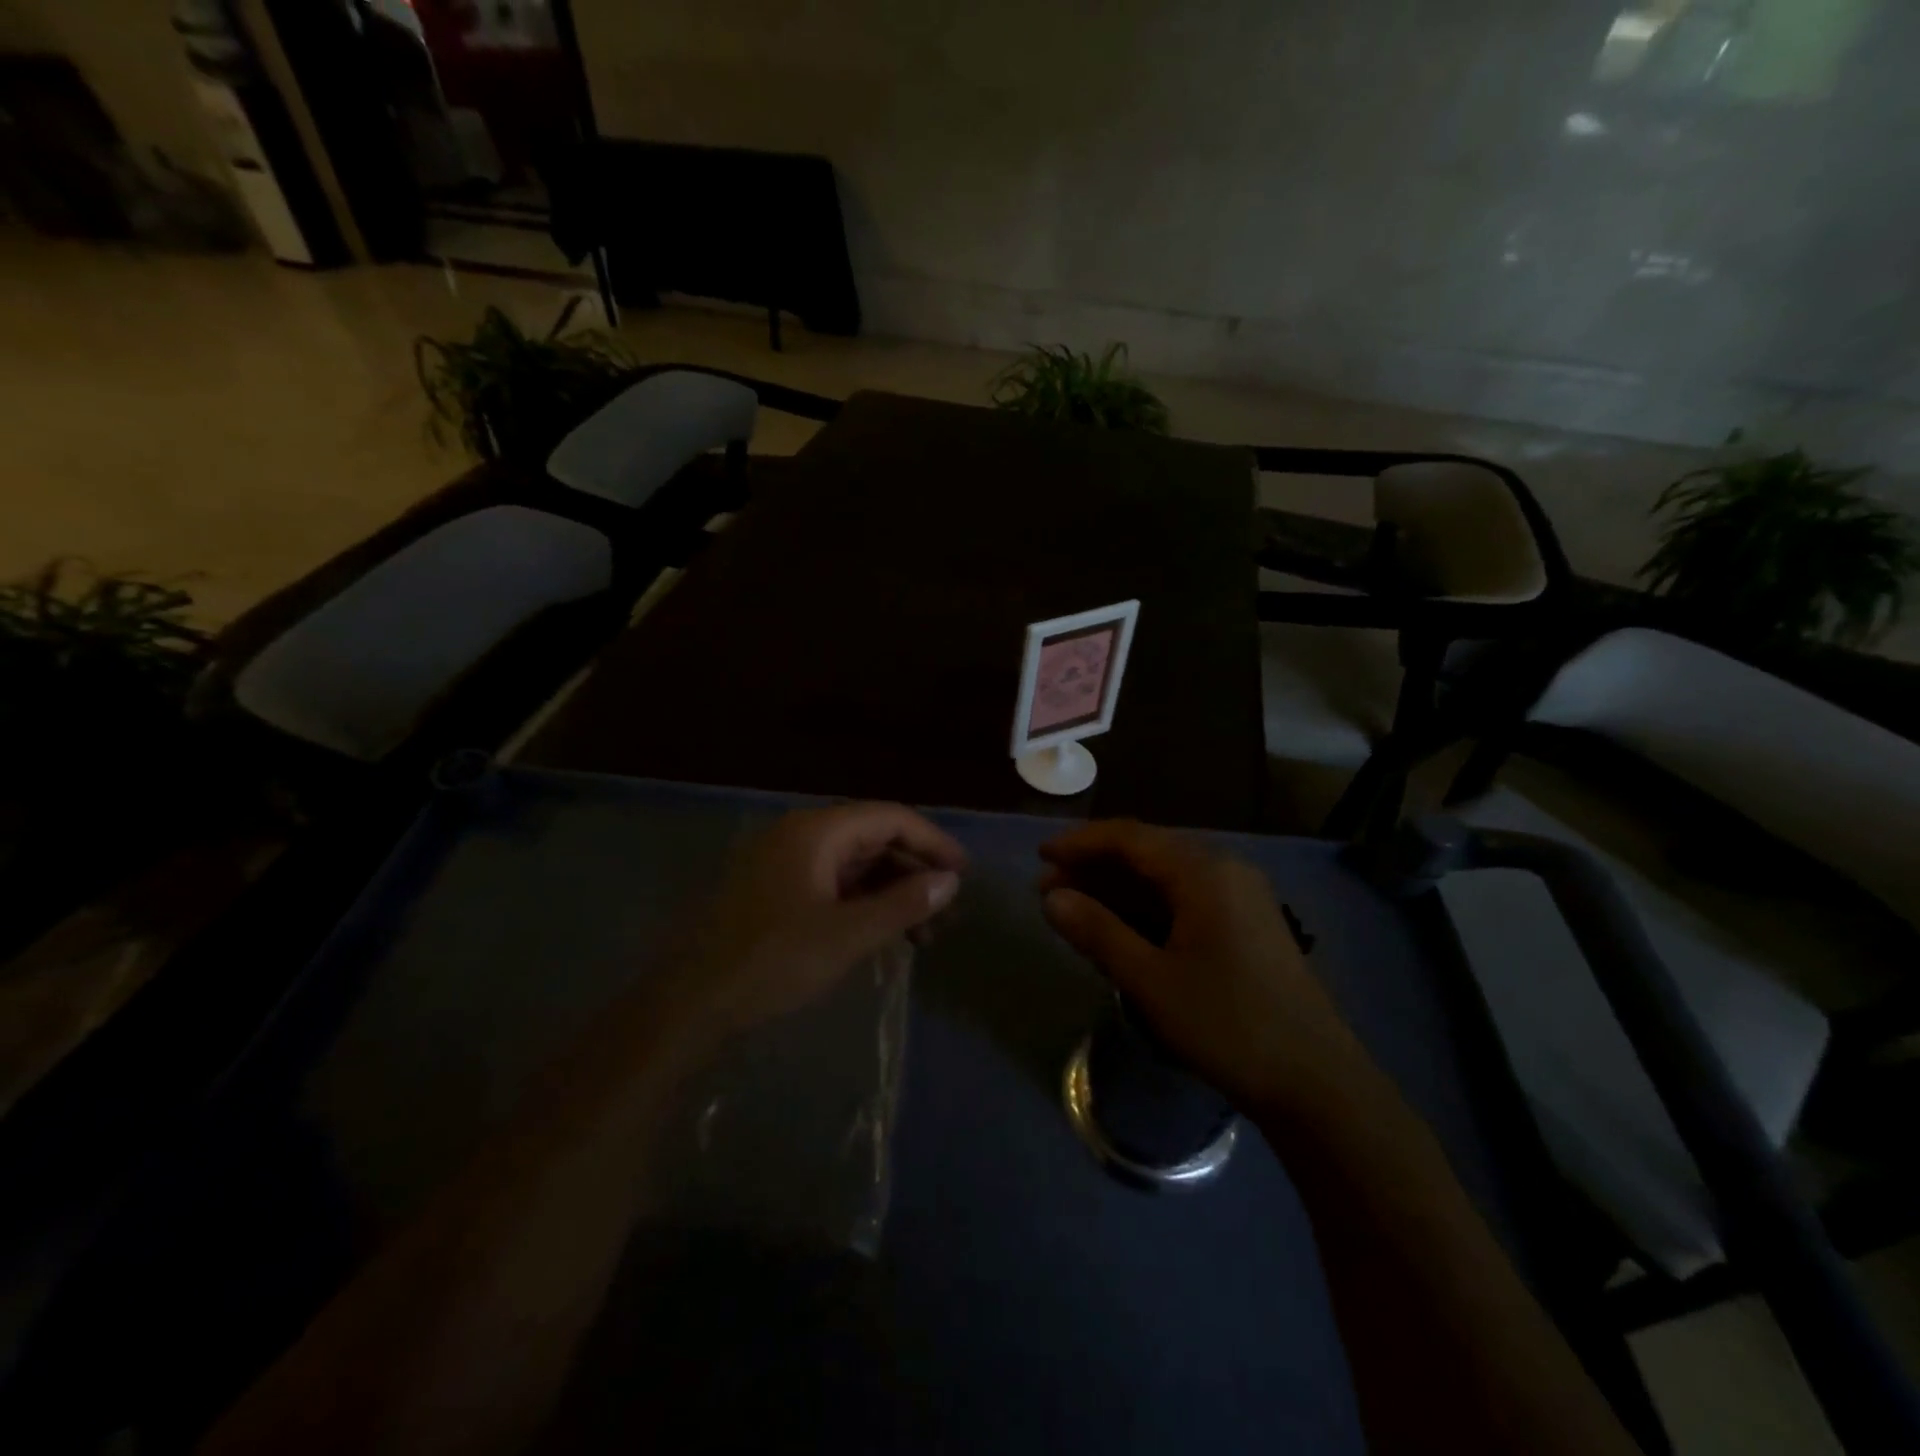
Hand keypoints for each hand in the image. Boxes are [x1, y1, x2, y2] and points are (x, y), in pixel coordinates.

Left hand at [669, 803, 965, 1038]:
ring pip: (853, 865)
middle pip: (873, 839)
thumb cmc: (771, 962)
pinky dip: (861, 904)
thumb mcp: (846, 936)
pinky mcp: (773, 890)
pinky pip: (830, 884)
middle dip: (914, 873)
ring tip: (923, 934)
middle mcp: (799, 835)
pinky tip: (881, 934)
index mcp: (816, 831)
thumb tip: (950, 881)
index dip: (932, 842)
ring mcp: (783, 862)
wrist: (688, 1003)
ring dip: (890, 892)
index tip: (964, 874)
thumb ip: (903, 905)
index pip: (890, 818)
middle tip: (947, 912)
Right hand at [1039, 820, 1362, 1112]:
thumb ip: (1097, 932)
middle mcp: (1224, 871)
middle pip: (1147, 853)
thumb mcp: (1151, 980)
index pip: (1130, 838)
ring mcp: (1240, 897)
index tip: (1040, 857)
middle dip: (1094, 868)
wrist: (1318, 1084)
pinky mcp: (1245, 925)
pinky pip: (1184, 900)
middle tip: (1048, 890)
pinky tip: (1118, 929)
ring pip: (1165, 878)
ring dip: (1117, 890)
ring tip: (1073, 909)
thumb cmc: (1229, 1025)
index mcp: (1204, 872)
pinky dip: (1146, 909)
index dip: (1080, 843)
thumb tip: (1051, 898)